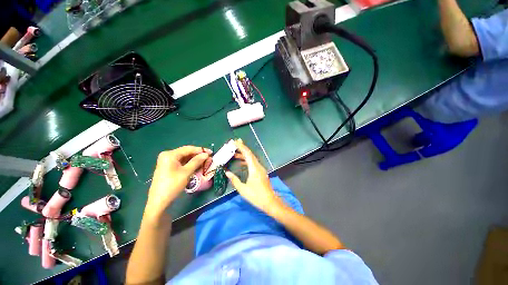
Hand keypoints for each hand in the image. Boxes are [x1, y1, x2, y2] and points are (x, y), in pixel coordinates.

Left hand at [146, 146, 211, 215]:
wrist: (159, 201)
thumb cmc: (173, 185)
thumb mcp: (187, 172)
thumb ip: (197, 161)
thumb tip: (206, 154)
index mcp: (170, 154)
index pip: (188, 149)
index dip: (200, 150)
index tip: (211, 152)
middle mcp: (167, 155)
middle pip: (186, 152)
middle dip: (198, 155)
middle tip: (208, 158)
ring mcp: (166, 161)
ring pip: (184, 158)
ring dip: (194, 159)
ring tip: (204, 162)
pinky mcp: (168, 167)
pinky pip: (181, 162)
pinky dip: (189, 164)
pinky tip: (196, 166)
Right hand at [226, 139, 282, 211]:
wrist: (270, 201)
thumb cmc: (256, 196)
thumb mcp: (243, 189)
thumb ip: (234, 180)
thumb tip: (227, 172)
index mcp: (254, 168)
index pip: (247, 154)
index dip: (241, 146)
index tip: (235, 141)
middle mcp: (258, 166)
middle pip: (250, 154)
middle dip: (242, 148)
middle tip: (235, 143)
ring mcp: (261, 169)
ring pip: (252, 158)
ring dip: (244, 154)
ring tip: (235, 153)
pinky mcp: (261, 172)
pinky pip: (253, 162)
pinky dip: (247, 160)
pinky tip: (242, 162)